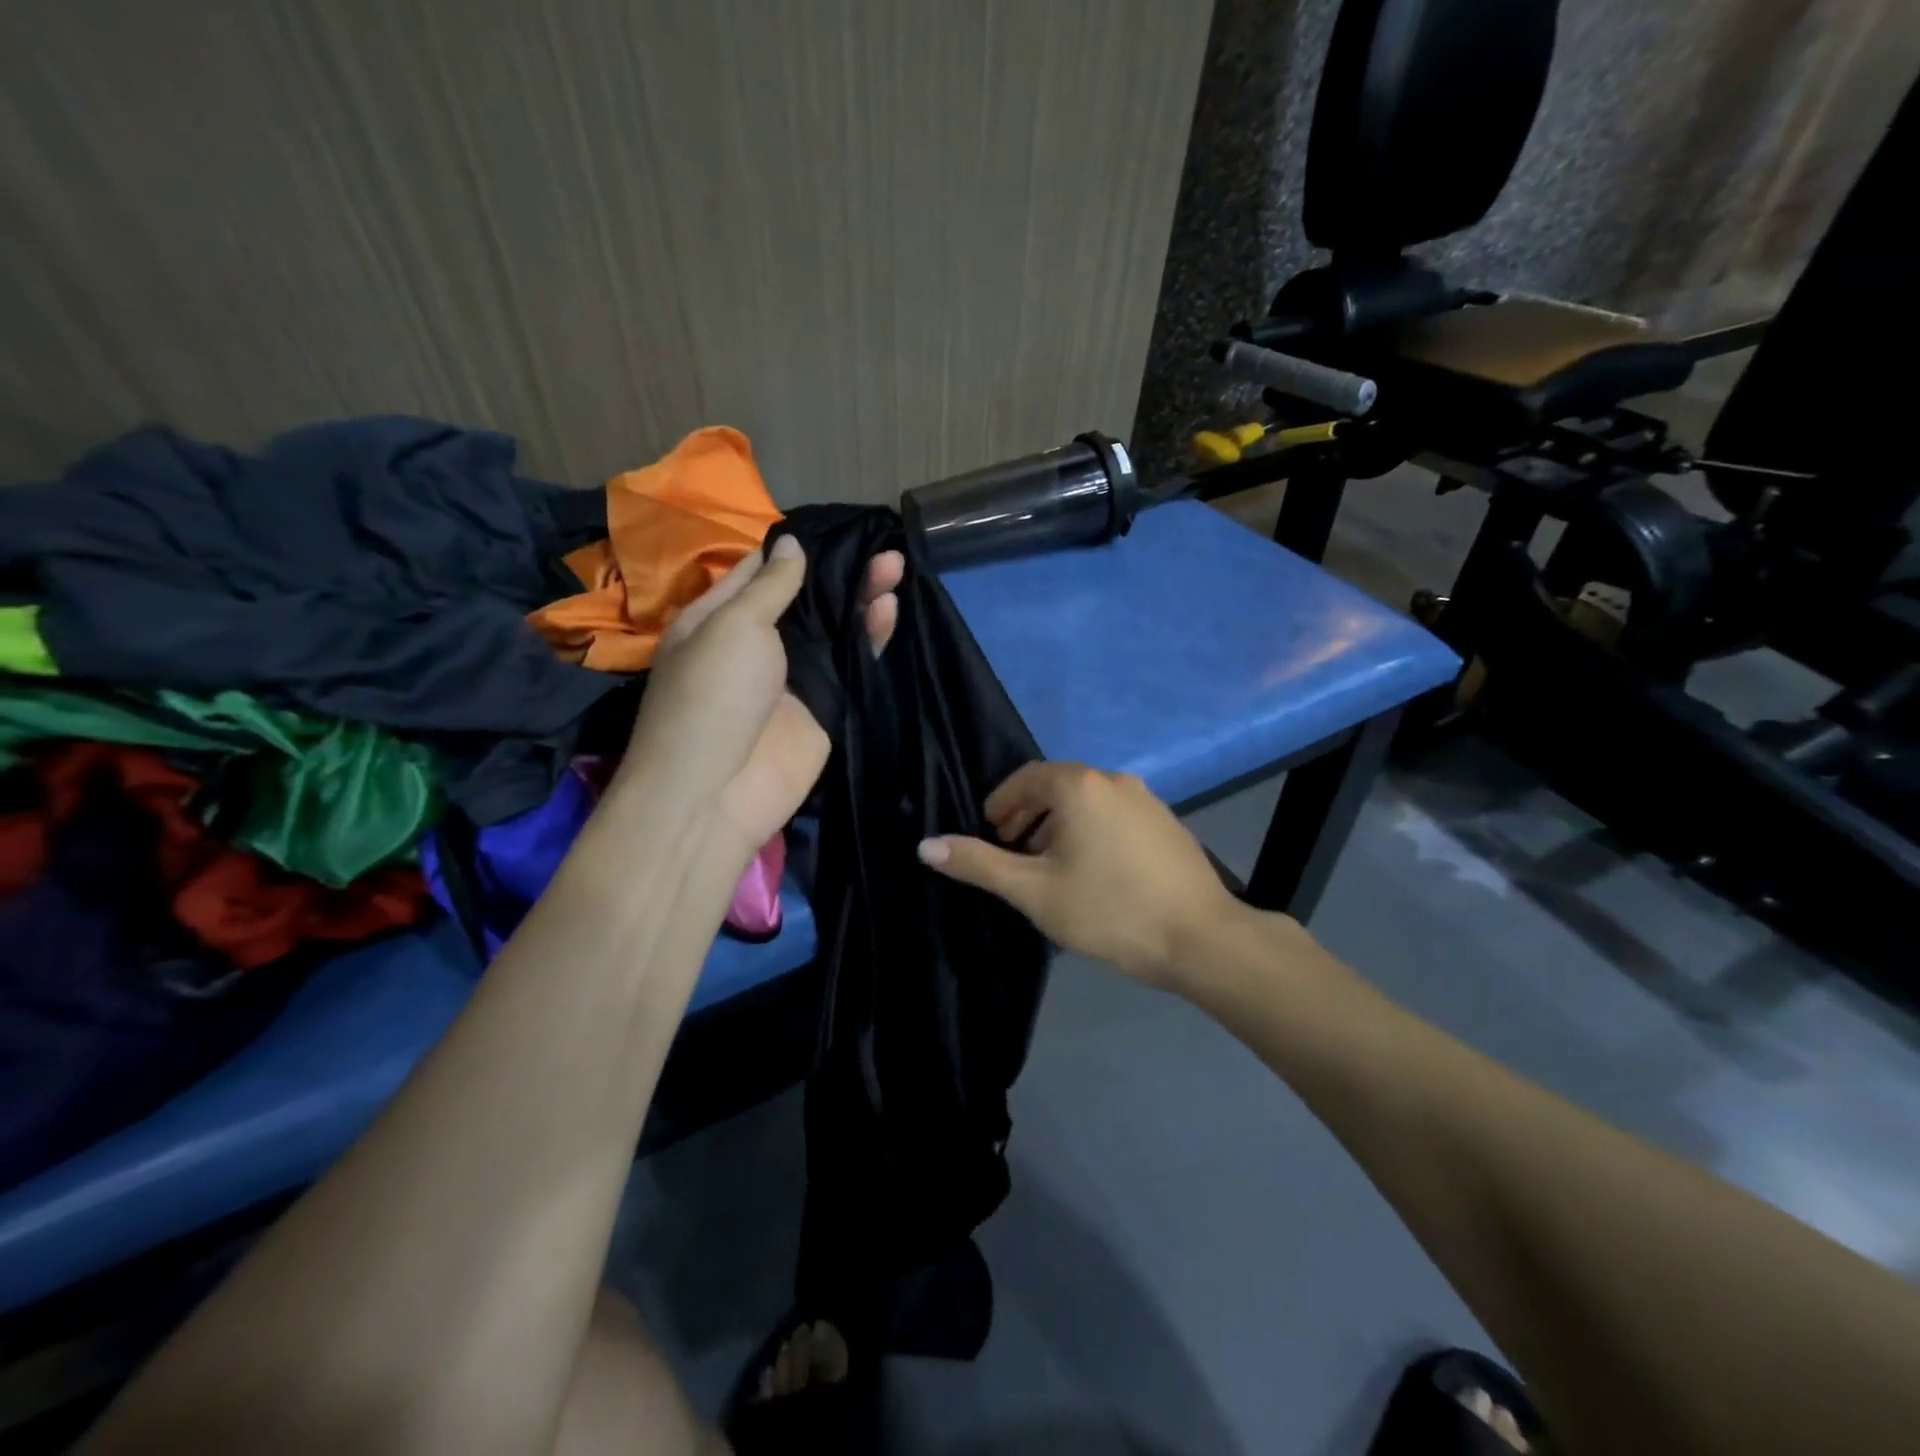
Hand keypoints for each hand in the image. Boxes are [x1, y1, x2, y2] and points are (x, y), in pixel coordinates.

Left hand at [618, 535, 901, 873]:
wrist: (718, 792)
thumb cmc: (712, 695)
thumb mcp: (733, 626)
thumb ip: (771, 587)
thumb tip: (791, 544)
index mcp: (720, 617)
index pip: (761, 570)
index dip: (796, 547)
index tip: (837, 525)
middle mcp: (757, 643)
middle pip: (805, 599)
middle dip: (839, 572)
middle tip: (881, 546)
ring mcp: (794, 676)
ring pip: (834, 630)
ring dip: (861, 599)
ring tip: (895, 566)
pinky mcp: (824, 706)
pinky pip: (851, 665)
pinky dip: (871, 638)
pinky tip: (890, 608)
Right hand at [917, 762, 1247, 986]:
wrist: (1202, 939)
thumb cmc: (1110, 911)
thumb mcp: (1035, 891)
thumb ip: (980, 865)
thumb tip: (926, 846)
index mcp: (1079, 786)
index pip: (1025, 779)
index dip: (1001, 805)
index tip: (989, 836)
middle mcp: (1113, 780)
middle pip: (1056, 787)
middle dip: (1027, 816)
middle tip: (1012, 853)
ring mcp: (1146, 799)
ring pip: (1086, 802)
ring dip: (1058, 825)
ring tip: (1048, 868)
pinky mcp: (1166, 822)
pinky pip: (1113, 814)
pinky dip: (1090, 831)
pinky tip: (1092, 872)